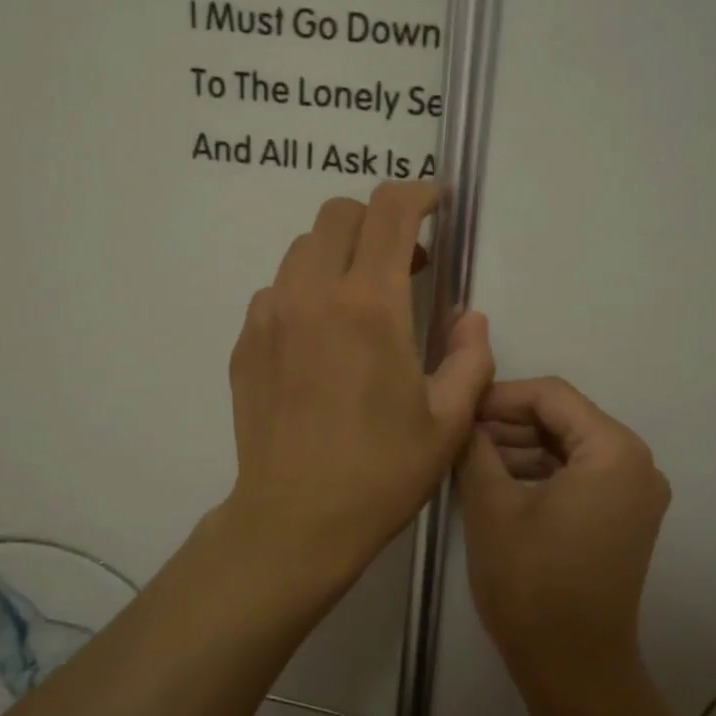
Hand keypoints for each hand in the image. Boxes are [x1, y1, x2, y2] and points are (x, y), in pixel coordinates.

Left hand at [223, 182, 493, 592]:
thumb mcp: (448, 421)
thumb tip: (469, 316)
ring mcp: (269, 316)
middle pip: (338, 214)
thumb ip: (471, 357)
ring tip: (362, 300)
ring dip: (339, 254)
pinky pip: (277, 289)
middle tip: (405, 262)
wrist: (295, 521)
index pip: (389, 212)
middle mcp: (312, 295)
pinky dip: (307, 290)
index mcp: (369, 307)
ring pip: (303, 248)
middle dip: (377, 220)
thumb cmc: (381, 473)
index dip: (417, 194)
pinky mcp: (245, 342)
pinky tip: (322, 337)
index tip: (436, 204)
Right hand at [456, 377, 670, 706]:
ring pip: (570, 446)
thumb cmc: (532, 584)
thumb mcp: (491, 506)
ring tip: (470, 459)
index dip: (501, 396)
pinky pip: (580, 475)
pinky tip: (498, 480)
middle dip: (509, 423)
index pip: (552, 395)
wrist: (574, 670)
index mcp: (614, 451)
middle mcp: (637, 463)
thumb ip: (475, 447)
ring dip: (522, 447)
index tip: (459, 409)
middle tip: (460, 435)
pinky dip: (541, 472)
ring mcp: (635, 493)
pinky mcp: (625, 517)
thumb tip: (463, 417)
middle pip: (565, 419)